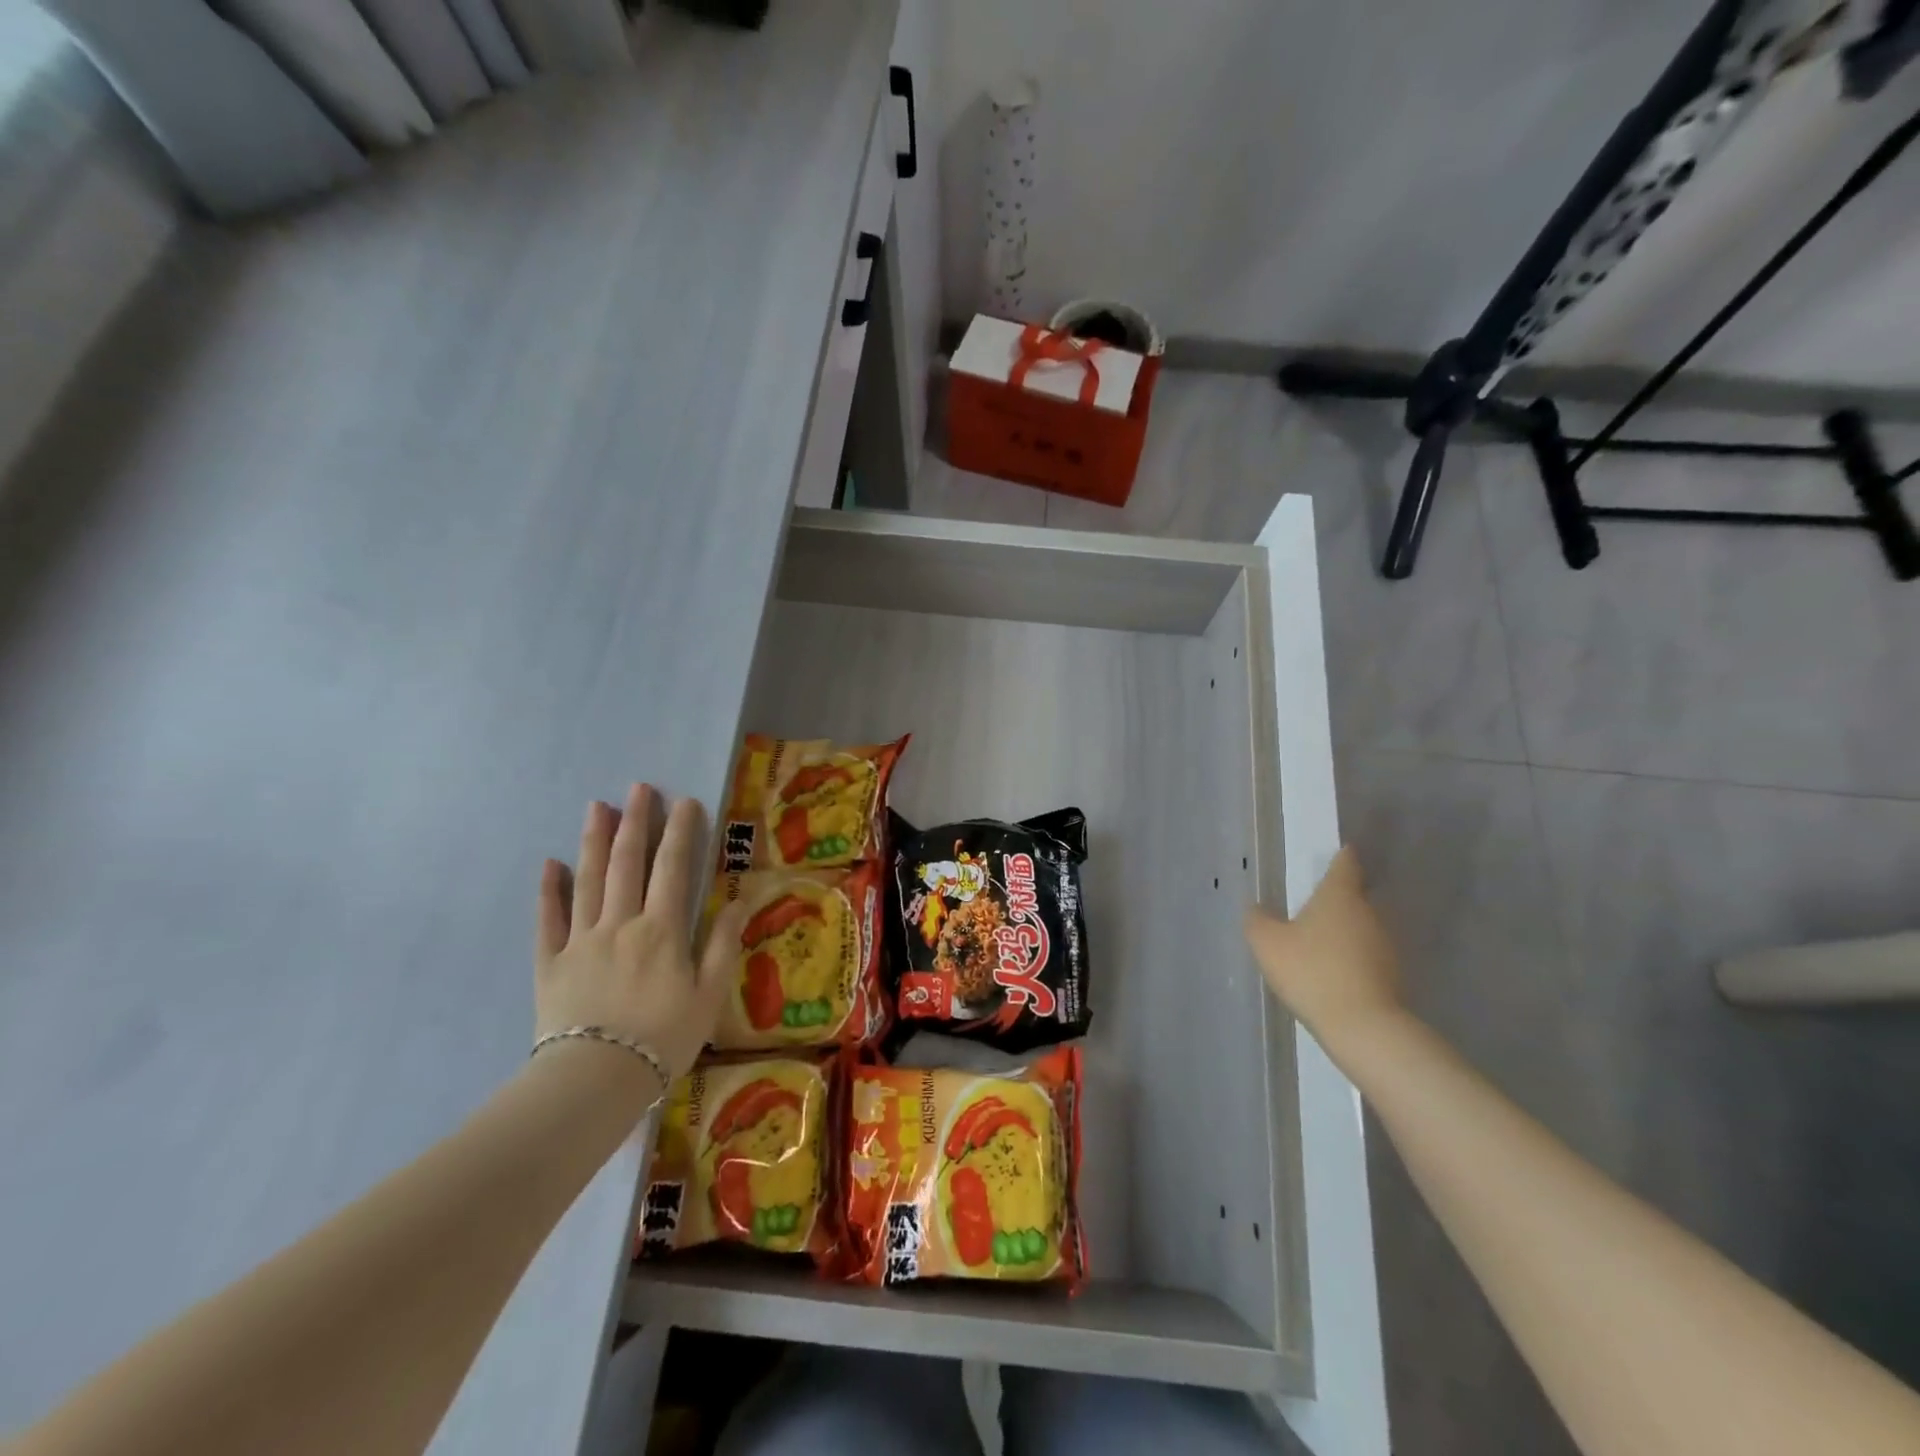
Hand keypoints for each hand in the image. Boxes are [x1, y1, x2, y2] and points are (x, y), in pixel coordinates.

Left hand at [535, 784, 746, 1080]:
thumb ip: (721, 943)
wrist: (595, 1080)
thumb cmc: (663, 1038)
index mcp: (661, 929)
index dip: (680, 832)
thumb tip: (739, 899)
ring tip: (598, 807)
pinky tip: (550, 865)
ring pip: (588, 880)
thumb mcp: (708, 994)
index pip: (673, 868)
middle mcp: (620, 923)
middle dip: (635, 822)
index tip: (685, 801)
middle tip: (638, 787)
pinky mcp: (550, 962)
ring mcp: (581, 940)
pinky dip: (549, 890)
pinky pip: (548, 920)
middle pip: (627, 863)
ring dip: (594, 841)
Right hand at [1244, 846, 1404, 1056]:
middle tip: (1315, 902)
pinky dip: (1352, 956)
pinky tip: (1333, 971)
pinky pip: (1367, 954)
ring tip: (1320, 940)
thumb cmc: (1312, 972)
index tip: (1342, 851)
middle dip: (1337, 898)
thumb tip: (1257, 908)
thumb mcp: (1268, 944)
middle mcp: (1368, 913)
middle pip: (1354, 896)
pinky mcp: (1392, 974)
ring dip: (1344, 929)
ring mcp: (1385, 945)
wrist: (1363, 1026)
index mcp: (1339, 896)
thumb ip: (1258, 920)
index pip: (1345, 865)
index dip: (1342, 857)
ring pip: (1361, 926)